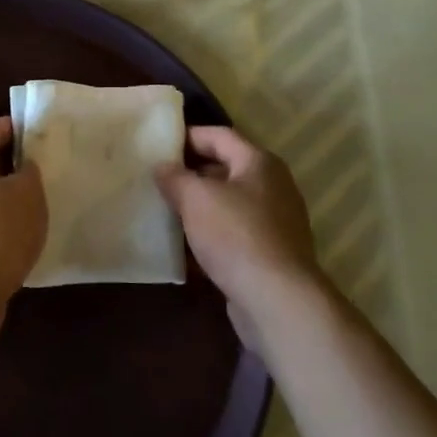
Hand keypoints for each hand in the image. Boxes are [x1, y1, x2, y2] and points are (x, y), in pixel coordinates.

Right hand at [156, 126, 323, 346]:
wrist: (277, 301)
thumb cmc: (236, 235)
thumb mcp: (196, 198)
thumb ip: (175, 177)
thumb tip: (163, 167)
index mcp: (259, 162)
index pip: (220, 135)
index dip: (188, 136)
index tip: (159, 145)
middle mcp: (272, 186)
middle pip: (225, 169)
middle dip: (191, 173)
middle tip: (158, 179)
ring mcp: (274, 222)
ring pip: (228, 204)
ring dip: (199, 207)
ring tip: (166, 210)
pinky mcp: (270, 254)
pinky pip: (234, 234)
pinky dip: (210, 235)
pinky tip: (185, 247)